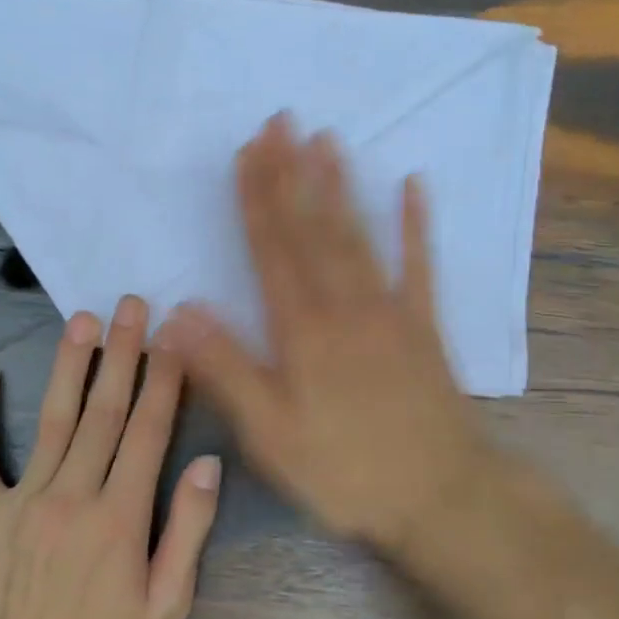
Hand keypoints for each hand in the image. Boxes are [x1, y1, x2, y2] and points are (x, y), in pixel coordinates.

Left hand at [0, 296, 221, 618]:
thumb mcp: (167, 605)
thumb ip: (189, 531)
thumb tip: (208, 465)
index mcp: (122, 515)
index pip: (148, 430)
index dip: (163, 379)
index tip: (172, 338)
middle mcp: (74, 493)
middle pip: (104, 410)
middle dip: (123, 353)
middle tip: (132, 306)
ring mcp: (24, 498)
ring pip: (53, 418)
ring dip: (70, 365)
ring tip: (82, 321)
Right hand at [169, 116, 499, 554]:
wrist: (442, 496)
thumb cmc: (346, 470)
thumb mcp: (269, 435)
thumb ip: (225, 370)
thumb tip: (177, 313)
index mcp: (302, 330)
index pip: (271, 250)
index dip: (256, 199)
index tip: (246, 152)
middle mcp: (344, 305)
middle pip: (311, 229)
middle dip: (291, 174)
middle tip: (280, 121)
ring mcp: (390, 310)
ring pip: (357, 236)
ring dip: (339, 186)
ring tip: (325, 139)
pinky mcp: (424, 326)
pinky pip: (420, 265)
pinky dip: (416, 224)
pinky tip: (413, 185)